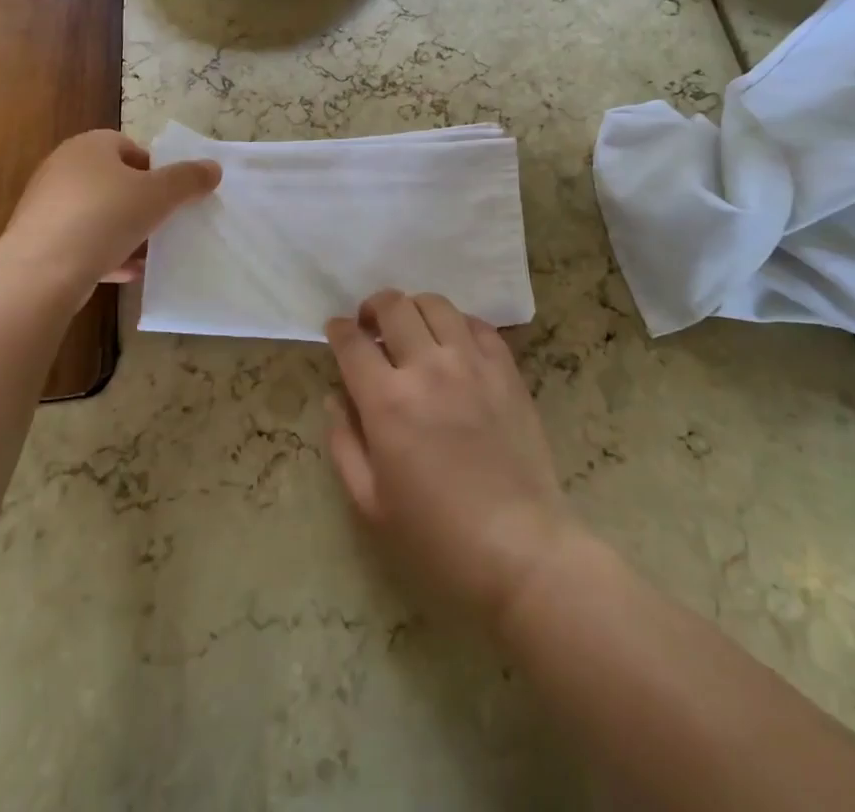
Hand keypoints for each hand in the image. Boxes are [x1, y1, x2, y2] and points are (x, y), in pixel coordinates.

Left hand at [0, 129, 220, 291]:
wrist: (40, 271)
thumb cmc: (104, 217)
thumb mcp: (158, 195)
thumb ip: (188, 179)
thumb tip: (213, 168)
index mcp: (90, 146)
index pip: (129, 146)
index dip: (154, 168)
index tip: (170, 194)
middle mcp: (63, 168)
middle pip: (114, 180)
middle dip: (141, 202)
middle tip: (163, 221)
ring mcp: (47, 205)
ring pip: (98, 214)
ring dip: (125, 231)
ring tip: (150, 251)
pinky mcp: (38, 240)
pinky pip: (81, 242)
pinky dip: (105, 253)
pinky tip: (127, 272)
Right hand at [324, 290, 580, 633]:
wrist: (518, 548)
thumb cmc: (436, 536)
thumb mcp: (370, 502)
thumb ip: (344, 442)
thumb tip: (336, 397)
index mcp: (387, 402)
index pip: (352, 343)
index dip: (337, 330)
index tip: (335, 330)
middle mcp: (427, 368)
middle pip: (393, 306)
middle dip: (373, 307)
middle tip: (370, 325)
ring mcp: (472, 364)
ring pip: (436, 305)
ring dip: (414, 309)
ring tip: (411, 328)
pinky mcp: (506, 370)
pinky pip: (478, 325)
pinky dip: (457, 324)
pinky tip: (453, 343)